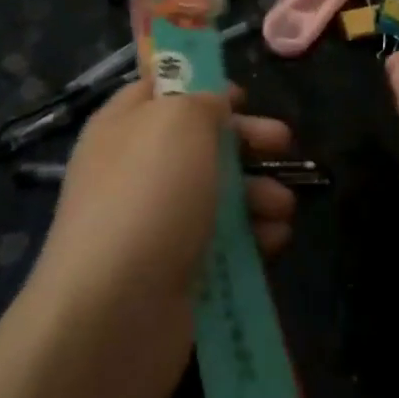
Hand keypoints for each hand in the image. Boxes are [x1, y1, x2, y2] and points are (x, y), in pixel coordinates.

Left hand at [22, 81, 296, 397]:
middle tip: (283, 142)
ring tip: (283, 206)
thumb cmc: (149, 194)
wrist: (115, 313)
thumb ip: (204, 101)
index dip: (201, 84)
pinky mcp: (177, 270)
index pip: (160, 89)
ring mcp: (155, 223)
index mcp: (124, 126)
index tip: (243, 94)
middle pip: (200, 142)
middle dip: (247, 140)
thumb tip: (215, 106)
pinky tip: (275, 239)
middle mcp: (136, 170)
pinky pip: (224, 242)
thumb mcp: (180, 121)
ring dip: (259, 192)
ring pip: (218, 193)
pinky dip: (254, 236)